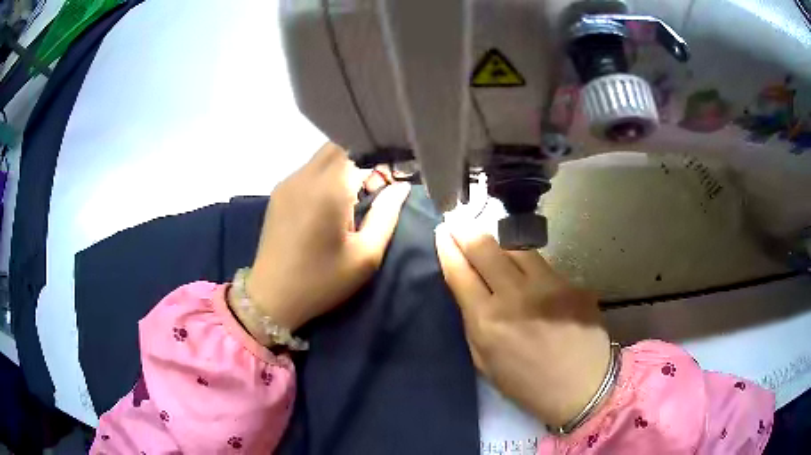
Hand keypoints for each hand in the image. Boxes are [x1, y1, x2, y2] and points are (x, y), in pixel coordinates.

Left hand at [244, 143, 409, 332]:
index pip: (357, 146)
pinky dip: (327, 177)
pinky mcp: (279, 193)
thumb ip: (386, 215)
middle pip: (339, 146)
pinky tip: (330, 205)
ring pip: (323, 157)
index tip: (391, 176)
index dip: (378, 155)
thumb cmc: (322, 280)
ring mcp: (287, 182)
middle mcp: (304, 176)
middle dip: (362, 159)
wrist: (272, 297)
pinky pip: (309, 171)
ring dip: (344, 167)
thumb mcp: (365, 255)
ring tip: (355, 199)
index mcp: (328, 188)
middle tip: (375, 188)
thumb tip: (401, 186)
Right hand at [435, 223, 610, 426]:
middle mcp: (515, 296)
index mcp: (487, 322)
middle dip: (467, 230)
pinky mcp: (571, 283)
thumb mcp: (485, 362)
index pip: (460, 272)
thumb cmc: (527, 384)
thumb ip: (473, 323)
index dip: (447, 248)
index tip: (441, 231)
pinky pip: (542, 264)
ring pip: (515, 248)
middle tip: (458, 220)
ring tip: (489, 236)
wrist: (581, 387)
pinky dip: (527, 263)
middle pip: (485, 248)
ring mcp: (547, 286)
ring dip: (498, 241)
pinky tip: (525, 269)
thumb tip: (468, 289)